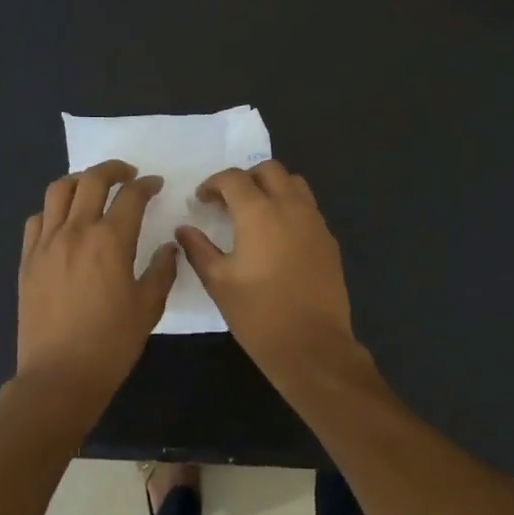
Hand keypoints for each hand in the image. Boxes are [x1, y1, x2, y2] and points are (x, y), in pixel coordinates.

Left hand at [13, 160, 179, 427]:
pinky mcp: (27, 259)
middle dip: (114, 169)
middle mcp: (75, 231)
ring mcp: (46, 243)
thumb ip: (162, 271)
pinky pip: (37, 218)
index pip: (131, 196)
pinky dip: (53, 209)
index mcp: (110, 241)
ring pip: (59, 190)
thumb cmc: (111, 344)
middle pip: (92, 181)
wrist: (59, 375)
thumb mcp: (148, 308)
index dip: (146, 185)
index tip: (155, 184)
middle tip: (128, 174)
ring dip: (80, 180)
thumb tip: (169, 247)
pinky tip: (64, 220)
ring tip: (94, 187)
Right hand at [175, 160, 356, 376]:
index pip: (234, 178)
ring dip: (272, 187)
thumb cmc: (258, 314)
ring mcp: (315, 222)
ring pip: (294, 183)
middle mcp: (291, 207)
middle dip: (245, 178)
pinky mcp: (329, 240)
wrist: (312, 345)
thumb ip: (198, 249)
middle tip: (228, 201)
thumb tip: (184, 229)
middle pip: (269, 170)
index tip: (202, 200)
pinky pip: (308, 208)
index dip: (213, 184)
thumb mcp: (218, 282)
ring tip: (255, 212)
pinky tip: (278, 236)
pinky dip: (290, 207)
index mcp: (259, 213)